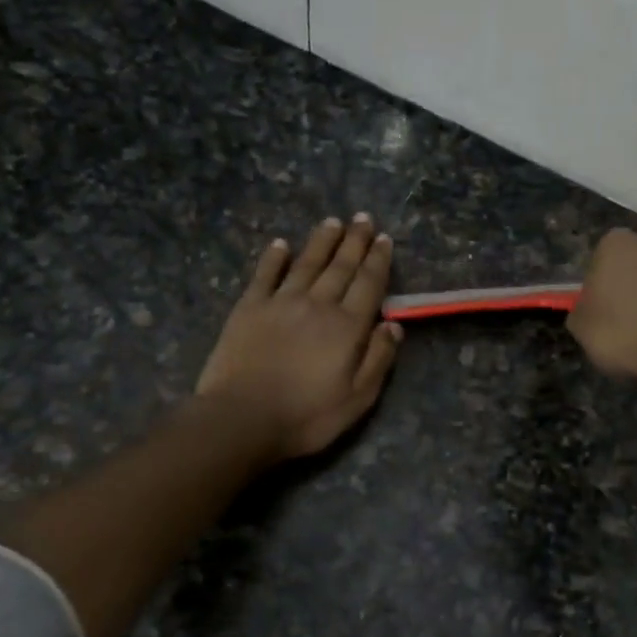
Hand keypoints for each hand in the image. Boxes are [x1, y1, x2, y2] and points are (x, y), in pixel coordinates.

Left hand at [195, 214, 402, 459]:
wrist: (242, 418)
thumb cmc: (307, 416)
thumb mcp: (357, 398)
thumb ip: (378, 359)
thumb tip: (394, 325)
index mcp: (347, 327)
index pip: (369, 284)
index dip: (378, 260)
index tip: (384, 239)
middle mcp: (317, 305)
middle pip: (340, 267)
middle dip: (354, 241)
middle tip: (363, 218)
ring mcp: (280, 302)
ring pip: (306, 263)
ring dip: (322, 241)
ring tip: (333, 221)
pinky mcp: (249, 308)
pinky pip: (265, 275)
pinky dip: (274, 257)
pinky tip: (281, 244)